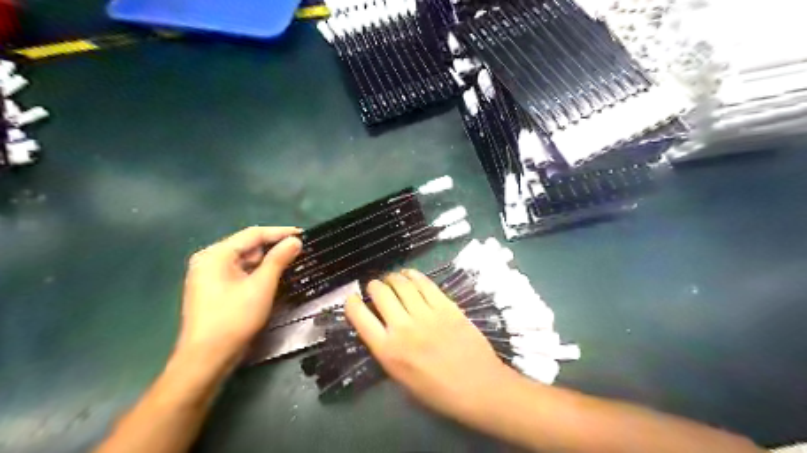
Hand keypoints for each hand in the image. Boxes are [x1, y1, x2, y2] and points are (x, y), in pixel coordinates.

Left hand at [177, 225, 302, 365]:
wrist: (207, 358)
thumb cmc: (234, 318)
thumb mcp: (261, 286)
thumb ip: (279, 259)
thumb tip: (295, 241)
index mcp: (216, 254)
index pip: (253, 234)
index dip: (280, 232)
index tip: (304, 234)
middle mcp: (209, 260)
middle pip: (248, 246)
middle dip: (274, 247)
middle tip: (300, 250)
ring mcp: (209, 276)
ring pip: (245, 260)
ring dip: (268, 261)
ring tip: (292, 261)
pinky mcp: (214, 290)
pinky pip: (240, 273)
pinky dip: (258, 273)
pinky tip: (274, 276)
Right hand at [345, 270, 509, 420]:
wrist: (478, 386)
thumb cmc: (438, 391)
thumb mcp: (401, 378)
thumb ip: (388, 350)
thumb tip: (381, 327)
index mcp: (388, 351)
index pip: (359, 317)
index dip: (352, 303)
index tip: (352, 298)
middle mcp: (403, 327)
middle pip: (380, 293)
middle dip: (374, 286)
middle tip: (376, 287)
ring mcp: (426, 314)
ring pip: (402, 284)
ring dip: (392, 277)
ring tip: (392, 279)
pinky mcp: (446, 306)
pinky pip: (425, 284)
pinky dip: (413, 275)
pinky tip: (410, 274)